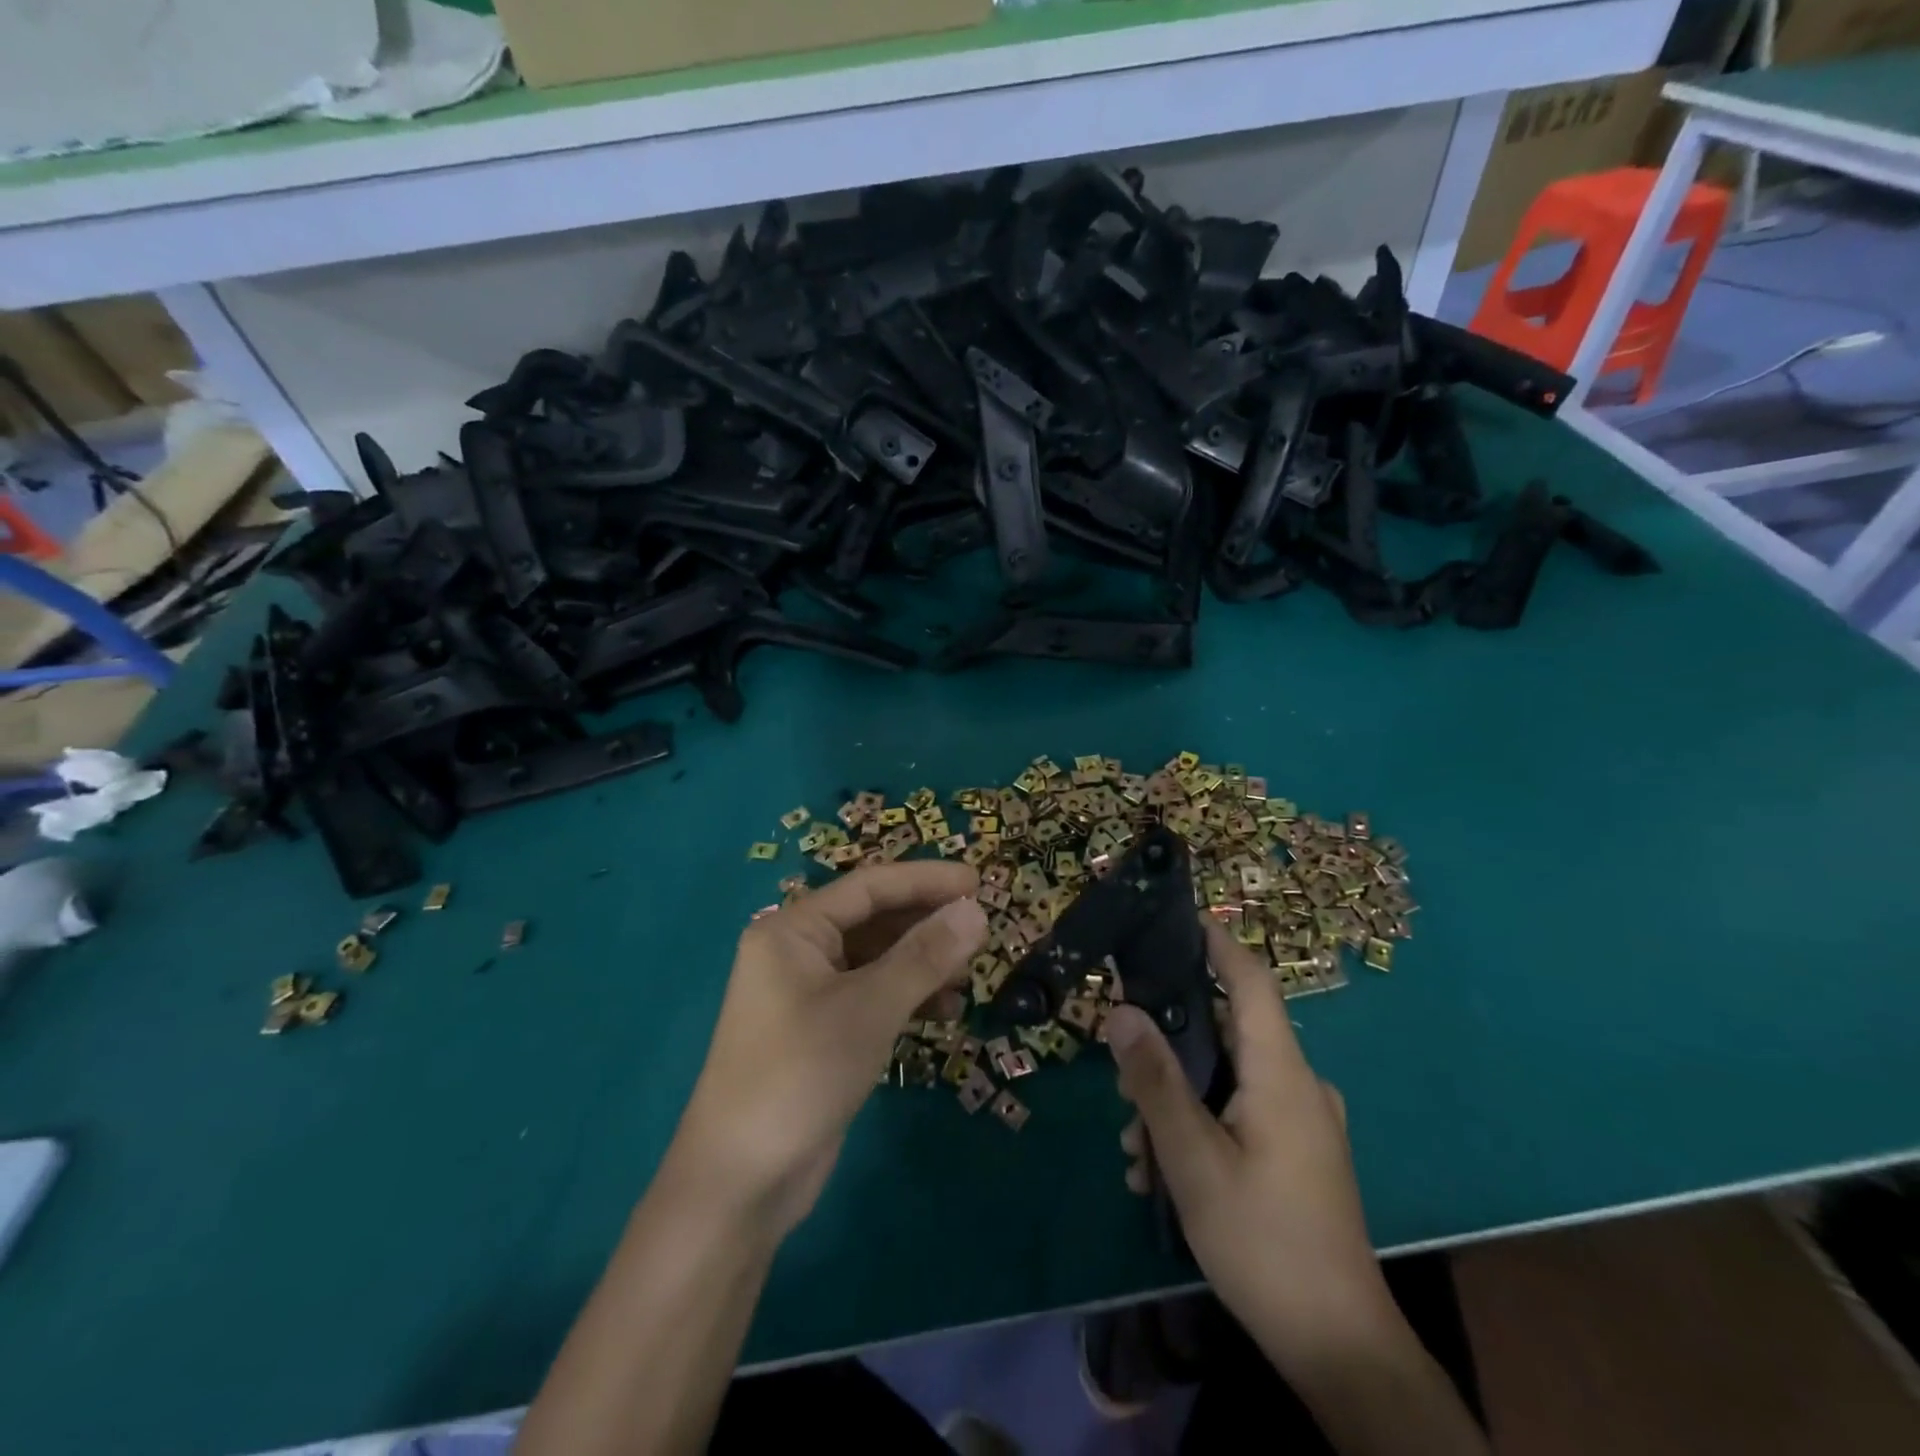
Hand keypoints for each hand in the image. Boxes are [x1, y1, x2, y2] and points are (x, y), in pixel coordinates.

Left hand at [666, 862, 986, 1237]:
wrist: (741, 1184)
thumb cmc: (801, 1074)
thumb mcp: (870, 1008)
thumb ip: (925, 956)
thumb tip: (976, 910)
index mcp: (793, 930)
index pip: (869, 887)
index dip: (926, 880)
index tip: (979, 880)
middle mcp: (797, 953)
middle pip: (874, 920)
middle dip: (926, 923)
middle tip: (980, 929)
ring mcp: (808, 995)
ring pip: (876, 960)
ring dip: (922, 963)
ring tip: (969, 975)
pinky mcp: (821, 1033)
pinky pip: (872, 996)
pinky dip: (907, 998)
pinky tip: (945, 1010)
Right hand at [1104, 917, 1397, 1374]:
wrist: (1339, 1347)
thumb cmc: (1263, 1241)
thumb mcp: (1192, 1159)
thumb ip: (1154, 1081)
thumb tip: (1120, 1011)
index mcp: (1281, 1073)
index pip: (1250, 981)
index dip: (1217, 943)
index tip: (1175, 919)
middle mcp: (1297, 1085)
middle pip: (1225, 1033)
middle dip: (1167, 1052)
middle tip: (1121, 1085)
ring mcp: (1301, 1121)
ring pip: (1226, 1079)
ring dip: (1176, 1102)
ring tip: (1136, 1153)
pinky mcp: (1298, 1152)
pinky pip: (1240, 1113)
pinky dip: (1200, 1126)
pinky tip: (1164, 1174)